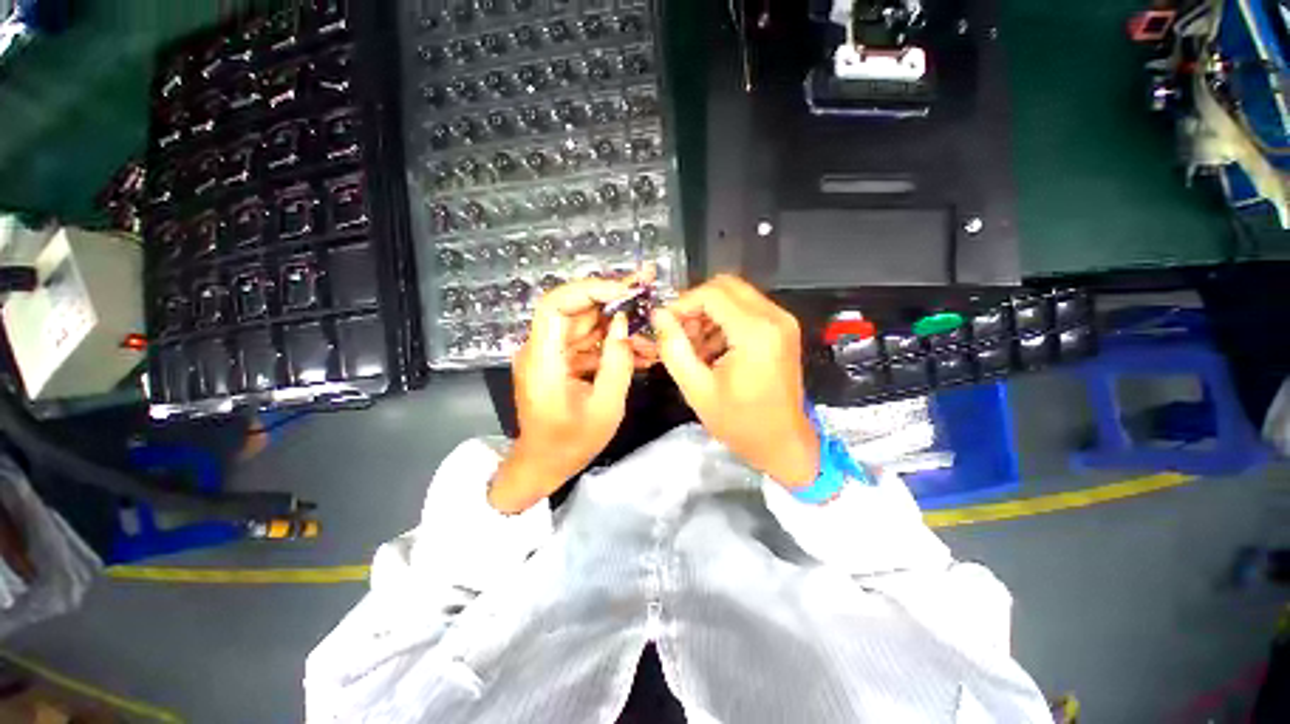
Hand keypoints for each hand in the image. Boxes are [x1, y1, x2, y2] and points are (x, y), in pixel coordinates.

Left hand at [488, 278, 637, 513]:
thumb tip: (623, 323)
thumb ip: (617, 362)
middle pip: (574, 309)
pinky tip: (640, 349)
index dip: (590, 290)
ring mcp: (550, 354)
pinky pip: (588, 343)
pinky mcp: (560, 361)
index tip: (625, 291)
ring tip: (651, 328)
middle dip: (612, 299)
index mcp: (543, 360)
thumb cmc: (571, 443)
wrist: (544, 464)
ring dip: (618, 323)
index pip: (556, 305)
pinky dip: (612, 343)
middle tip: (646, 290)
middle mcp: (541, 349)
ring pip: (586, 324)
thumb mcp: (605, 407)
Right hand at [652, 275, 818, 486]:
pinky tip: (712, 349)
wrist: (783, 443)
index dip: (681, 303)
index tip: (664, 323)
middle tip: (678, 332)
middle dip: (695, 304)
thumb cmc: (740, 423)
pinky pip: (747, 309)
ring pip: (736, 295)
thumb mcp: (697, 389)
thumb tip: (658, 315)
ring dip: (709, 313)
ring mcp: (782, 321)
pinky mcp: (783, 329)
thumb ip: (673, 348)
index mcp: (755, 332)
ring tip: (693, 346)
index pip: (711, 294)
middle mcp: (774, 317)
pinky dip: (724, 321)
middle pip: (725, 286)